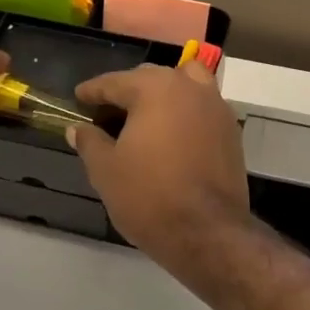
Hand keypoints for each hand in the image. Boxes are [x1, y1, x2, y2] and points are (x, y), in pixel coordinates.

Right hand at [68, 63, 250, 272]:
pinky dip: (185, 113)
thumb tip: (78, 128)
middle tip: (107, 114)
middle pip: (152, 78)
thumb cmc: (149, 195)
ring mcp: (216, 107)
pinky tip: (171, 136)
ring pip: (185, 85)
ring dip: (163, 95)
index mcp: (155, 89)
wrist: (207, 231)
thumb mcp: (106, 170)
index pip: (115, 82)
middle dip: (128, 91)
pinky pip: (202, 108)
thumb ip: (90, 142)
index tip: (78, 98)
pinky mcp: (232, 131)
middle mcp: (190, 87)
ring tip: (144, 119)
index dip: (93, 91)